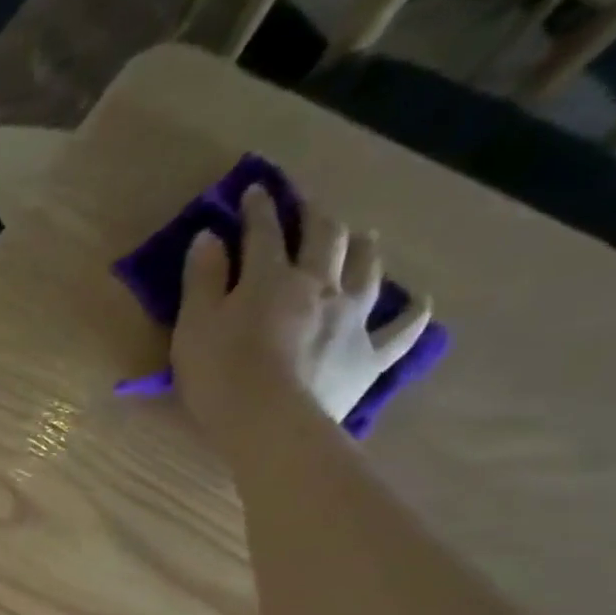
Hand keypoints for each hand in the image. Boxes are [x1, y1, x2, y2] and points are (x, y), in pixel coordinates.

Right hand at [172, 186, 432, 452]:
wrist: (272, 424)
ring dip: (365, 247)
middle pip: (327, 237)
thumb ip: (201, 281)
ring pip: (369, 268)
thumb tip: (209, 237)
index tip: (255, 191)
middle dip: (316, 217)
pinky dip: (414, 315)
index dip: (259, 209)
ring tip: (364, 237)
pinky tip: (421, 305)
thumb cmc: (221, 377)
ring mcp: (353, 319)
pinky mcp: (369, 356)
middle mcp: (321, 286)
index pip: (264, 232)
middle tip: (309, 208)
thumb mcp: (194, 328)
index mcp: (271, 279)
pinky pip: (402, 331)